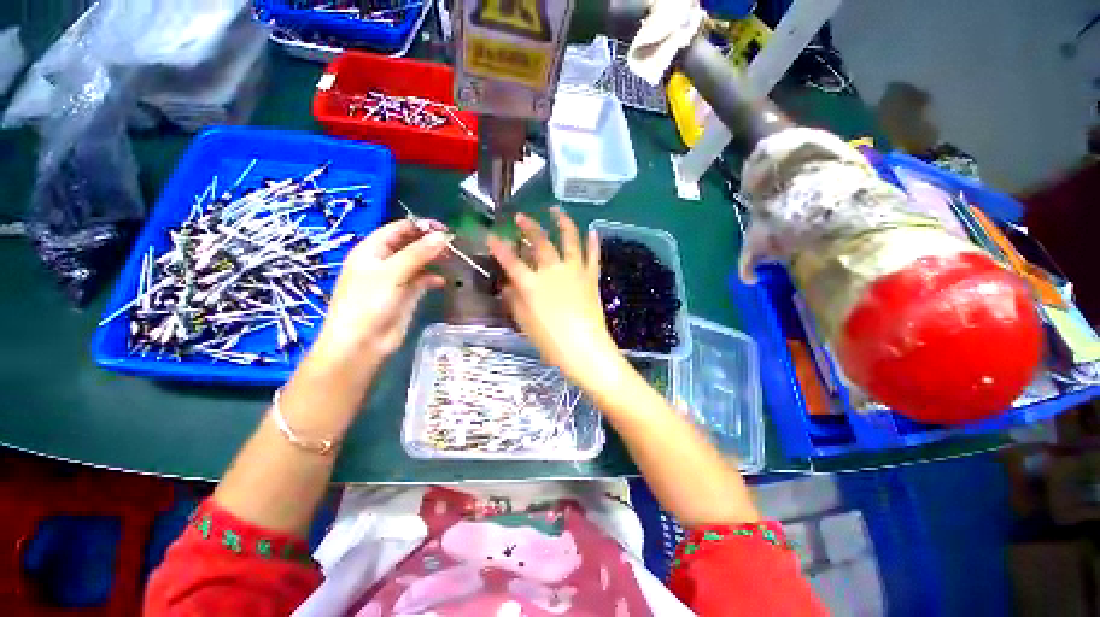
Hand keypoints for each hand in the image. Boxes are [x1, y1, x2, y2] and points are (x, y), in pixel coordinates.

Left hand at [311, 219, 448, 376]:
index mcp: (372, 250)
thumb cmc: (369, 303)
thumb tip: (443, 236)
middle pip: (411, 244)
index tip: (445, 229)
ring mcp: (395, 279)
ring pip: (419, 262)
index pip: (399, 228)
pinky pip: (422, 281)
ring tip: (452, 259)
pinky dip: (432, 279)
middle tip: (453, 245)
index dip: (421, 226)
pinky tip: (442, 282)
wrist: (361, 344)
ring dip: (434, 259)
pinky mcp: (406, 295)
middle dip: (430, 243)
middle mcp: (384, 261)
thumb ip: (418, 253)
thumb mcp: (392, 274)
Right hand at [487, 208, 620, 387]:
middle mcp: (552, 271)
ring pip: (569, 240)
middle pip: (539, 242)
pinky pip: (593, 255)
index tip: (491, 235)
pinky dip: (593, 242)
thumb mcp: (525, 324)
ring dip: (562, 222)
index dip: (499, 247)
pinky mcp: (591, 277)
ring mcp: (574, 271)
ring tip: (556, 210)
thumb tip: (509, 287)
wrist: (585, 349)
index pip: (511, 261)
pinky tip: (593, 230)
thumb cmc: (551, 341)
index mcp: (532, 284)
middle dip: (529, 227)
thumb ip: (515, 302)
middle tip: (521, 217)